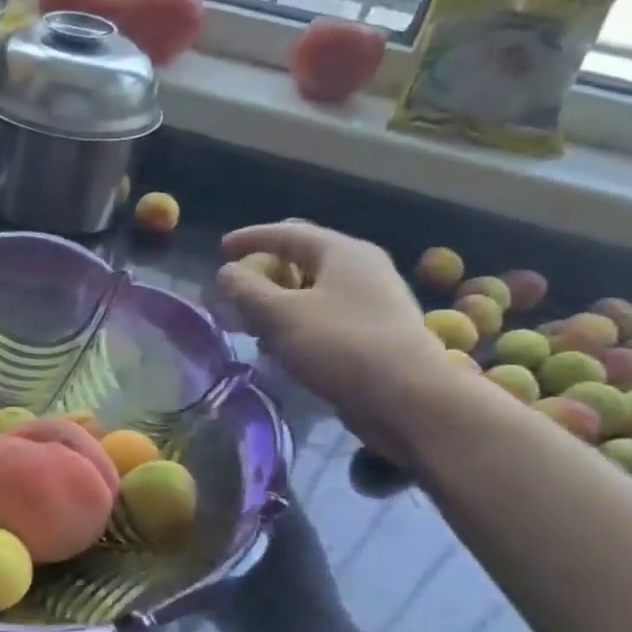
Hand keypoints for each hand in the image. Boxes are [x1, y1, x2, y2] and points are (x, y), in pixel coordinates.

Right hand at [217, 222, 456, 458]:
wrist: (410, 399)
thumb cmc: (341, 345)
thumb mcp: (280, 314)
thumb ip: (246, 290)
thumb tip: (228, 273)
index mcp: (343, 252)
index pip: (288, 232)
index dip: (250, 238)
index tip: (221, 250)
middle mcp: (363, 268)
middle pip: (303, 259)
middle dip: (265, 273)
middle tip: (236, 291)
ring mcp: (374, 301)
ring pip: (314, 290)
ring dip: (279, 302)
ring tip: (252, 323)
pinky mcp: (376, 333)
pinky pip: (326, 315)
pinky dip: (297, 322)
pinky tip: (282, 345)